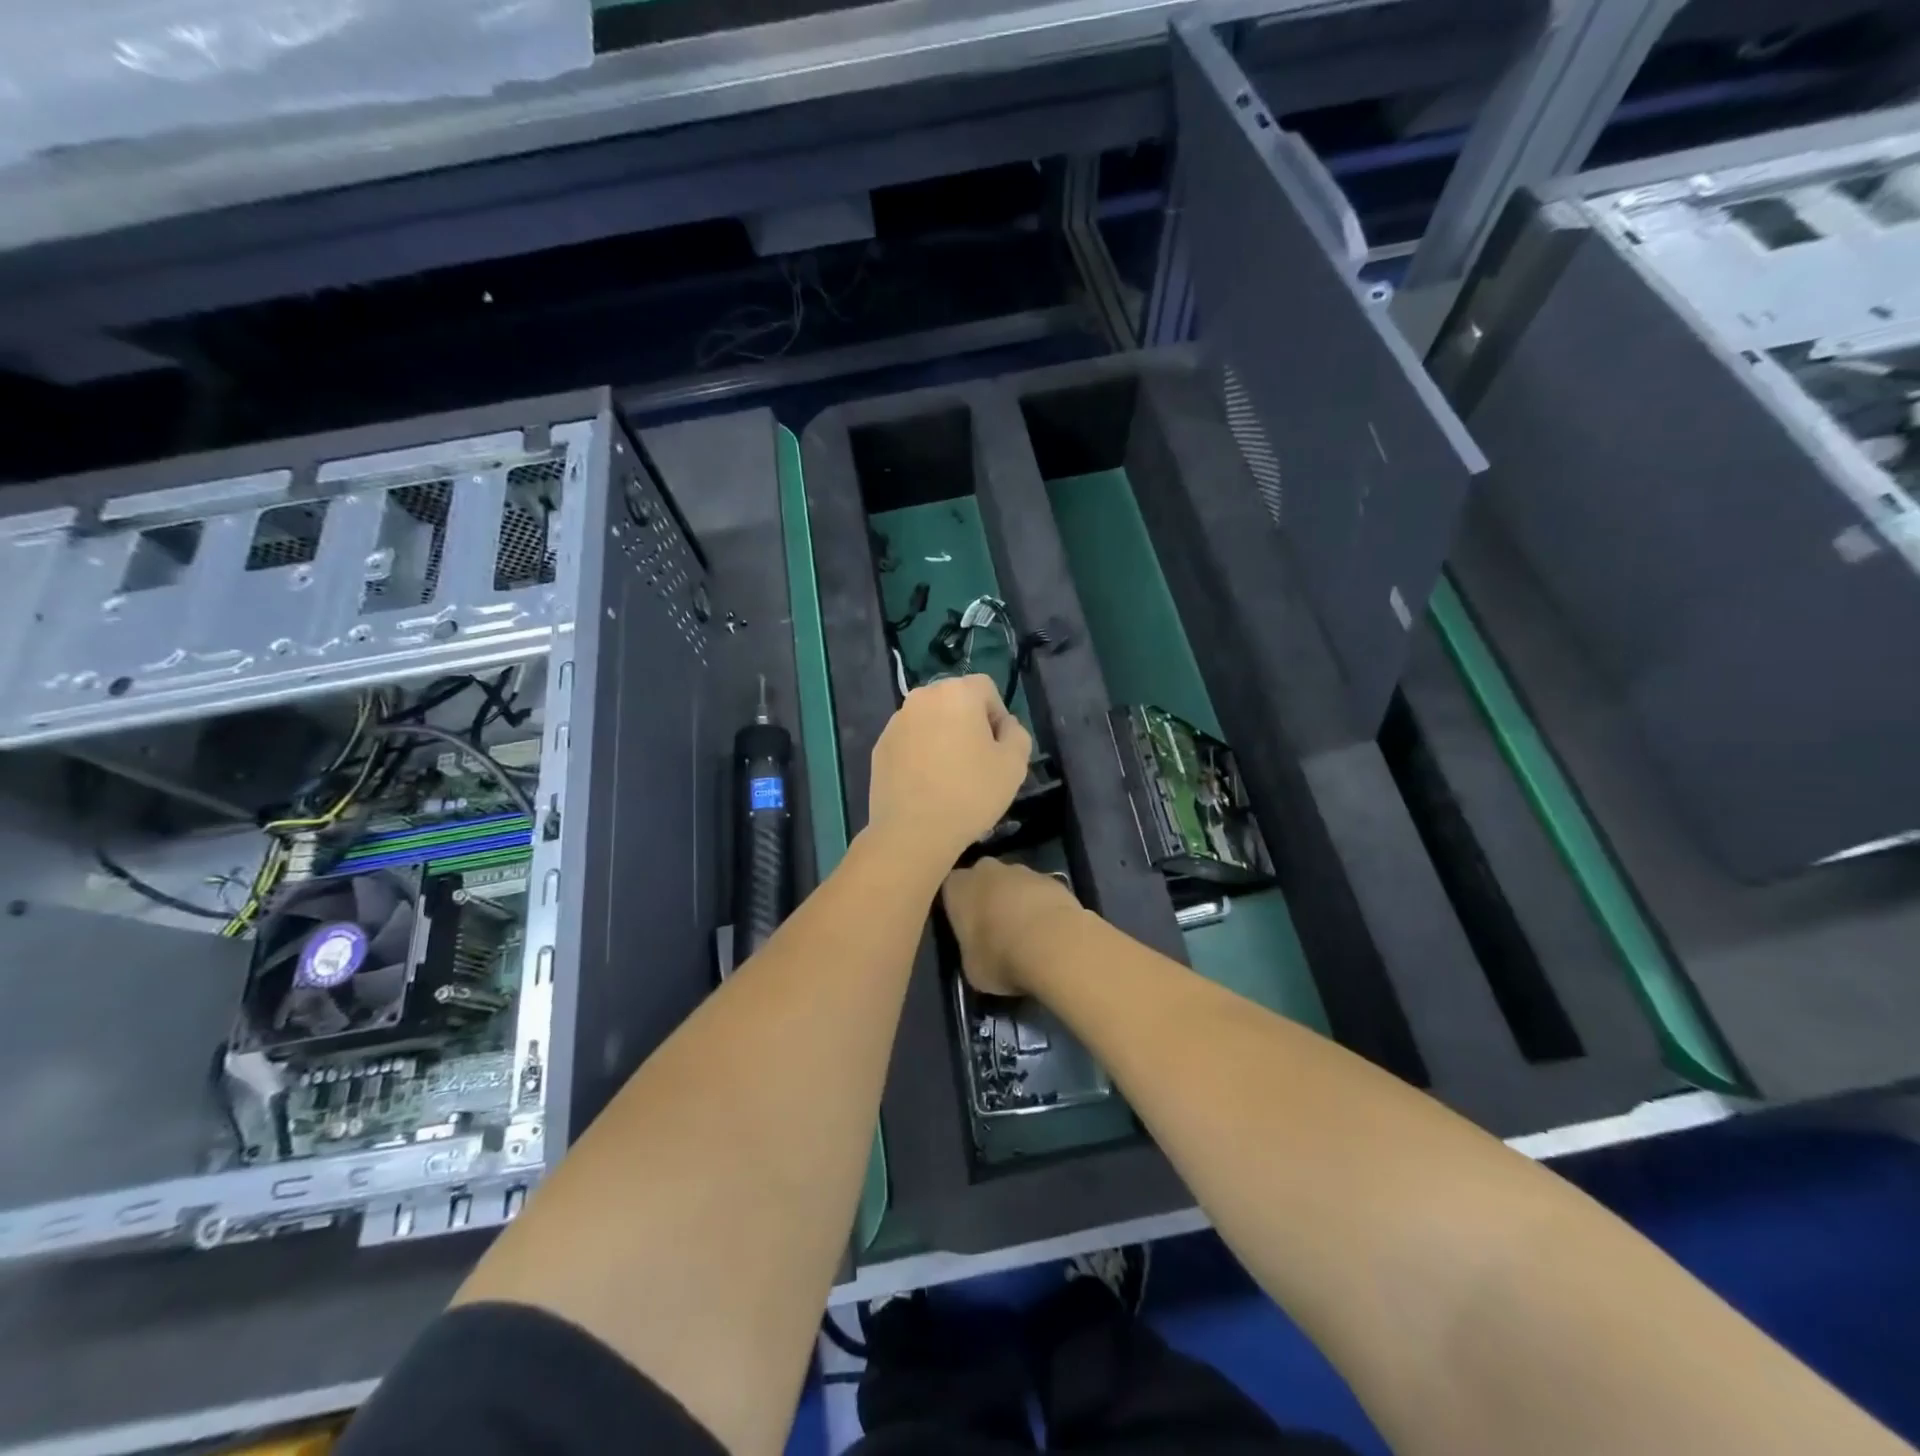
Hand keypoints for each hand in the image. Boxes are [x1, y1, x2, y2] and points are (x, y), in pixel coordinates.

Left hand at [868, 675, 1032, 867]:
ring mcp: (896, 722)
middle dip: (969, 724)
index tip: (998, 748)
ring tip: (950, 775)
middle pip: (955, 701)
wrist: (912, 832)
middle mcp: (922, 697)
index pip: (986, 688)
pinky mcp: (880, 746)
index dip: (998, 715)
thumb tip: (1004, 725)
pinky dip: (921, 753)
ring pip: (931, 721)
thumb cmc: (970, 794)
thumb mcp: (1014, 765)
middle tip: (978, 761)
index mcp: (956, 693)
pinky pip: (910, 741)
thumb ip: (1017, 734)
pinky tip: (927, 784)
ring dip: (944, 737)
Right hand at [943, 857, 1083, 996]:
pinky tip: (1048, 931)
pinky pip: (1039, 892)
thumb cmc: (1000, 956)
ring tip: (1025, 933)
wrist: (1053, 943)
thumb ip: (970, 952)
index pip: (949, 891)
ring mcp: (1021, 870)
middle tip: (993, 928)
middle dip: (987, 898)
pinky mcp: (1052, 878)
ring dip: (1016, 901)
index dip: (957, 909)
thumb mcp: (972, 968)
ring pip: (1012, 883)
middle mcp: (986, 869)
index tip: (964, 929)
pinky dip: (1040, 906)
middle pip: (982, 880)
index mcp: (957, 887)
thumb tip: (980, 954)